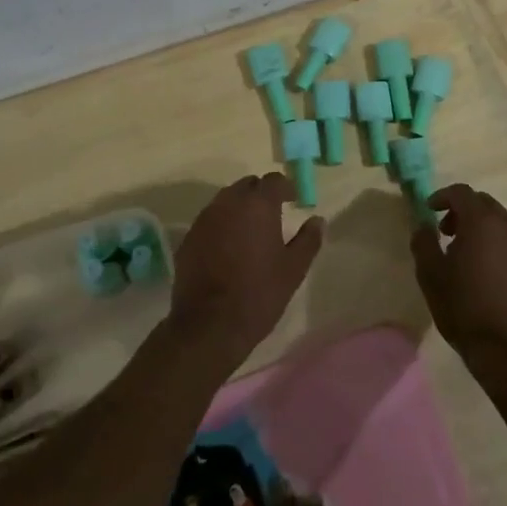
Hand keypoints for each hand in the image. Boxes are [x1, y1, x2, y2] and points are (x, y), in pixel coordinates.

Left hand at [170, 173, 323, 369]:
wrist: (209, 324)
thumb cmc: (259, 293)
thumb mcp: (293, 269)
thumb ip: (308, 240)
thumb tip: (317, 220)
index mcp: (258, 205)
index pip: (273, 181)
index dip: (285, 187)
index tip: (293, 200)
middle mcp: (228, 203)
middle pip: (247, 186)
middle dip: (261, 194)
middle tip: (273, 214)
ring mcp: (205, 219)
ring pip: (226, 201)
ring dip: (240, 208)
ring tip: (251, 231)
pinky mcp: (188, 238)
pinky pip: (210, 220)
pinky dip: (222, 225)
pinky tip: (228, 247)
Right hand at [411, 185, 506, 382]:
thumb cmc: (463, 308)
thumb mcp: (431, 274)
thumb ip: (423, 242)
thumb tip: (423, 225)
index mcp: (482, 222)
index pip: (462, 192)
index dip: (442, 196)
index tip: (429, 210)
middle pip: (483, 203)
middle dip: (462, 210)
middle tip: (444, 231)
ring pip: (500, 222)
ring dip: (480, 226)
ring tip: (463, 252)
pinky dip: (495, 243)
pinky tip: (484, 270)